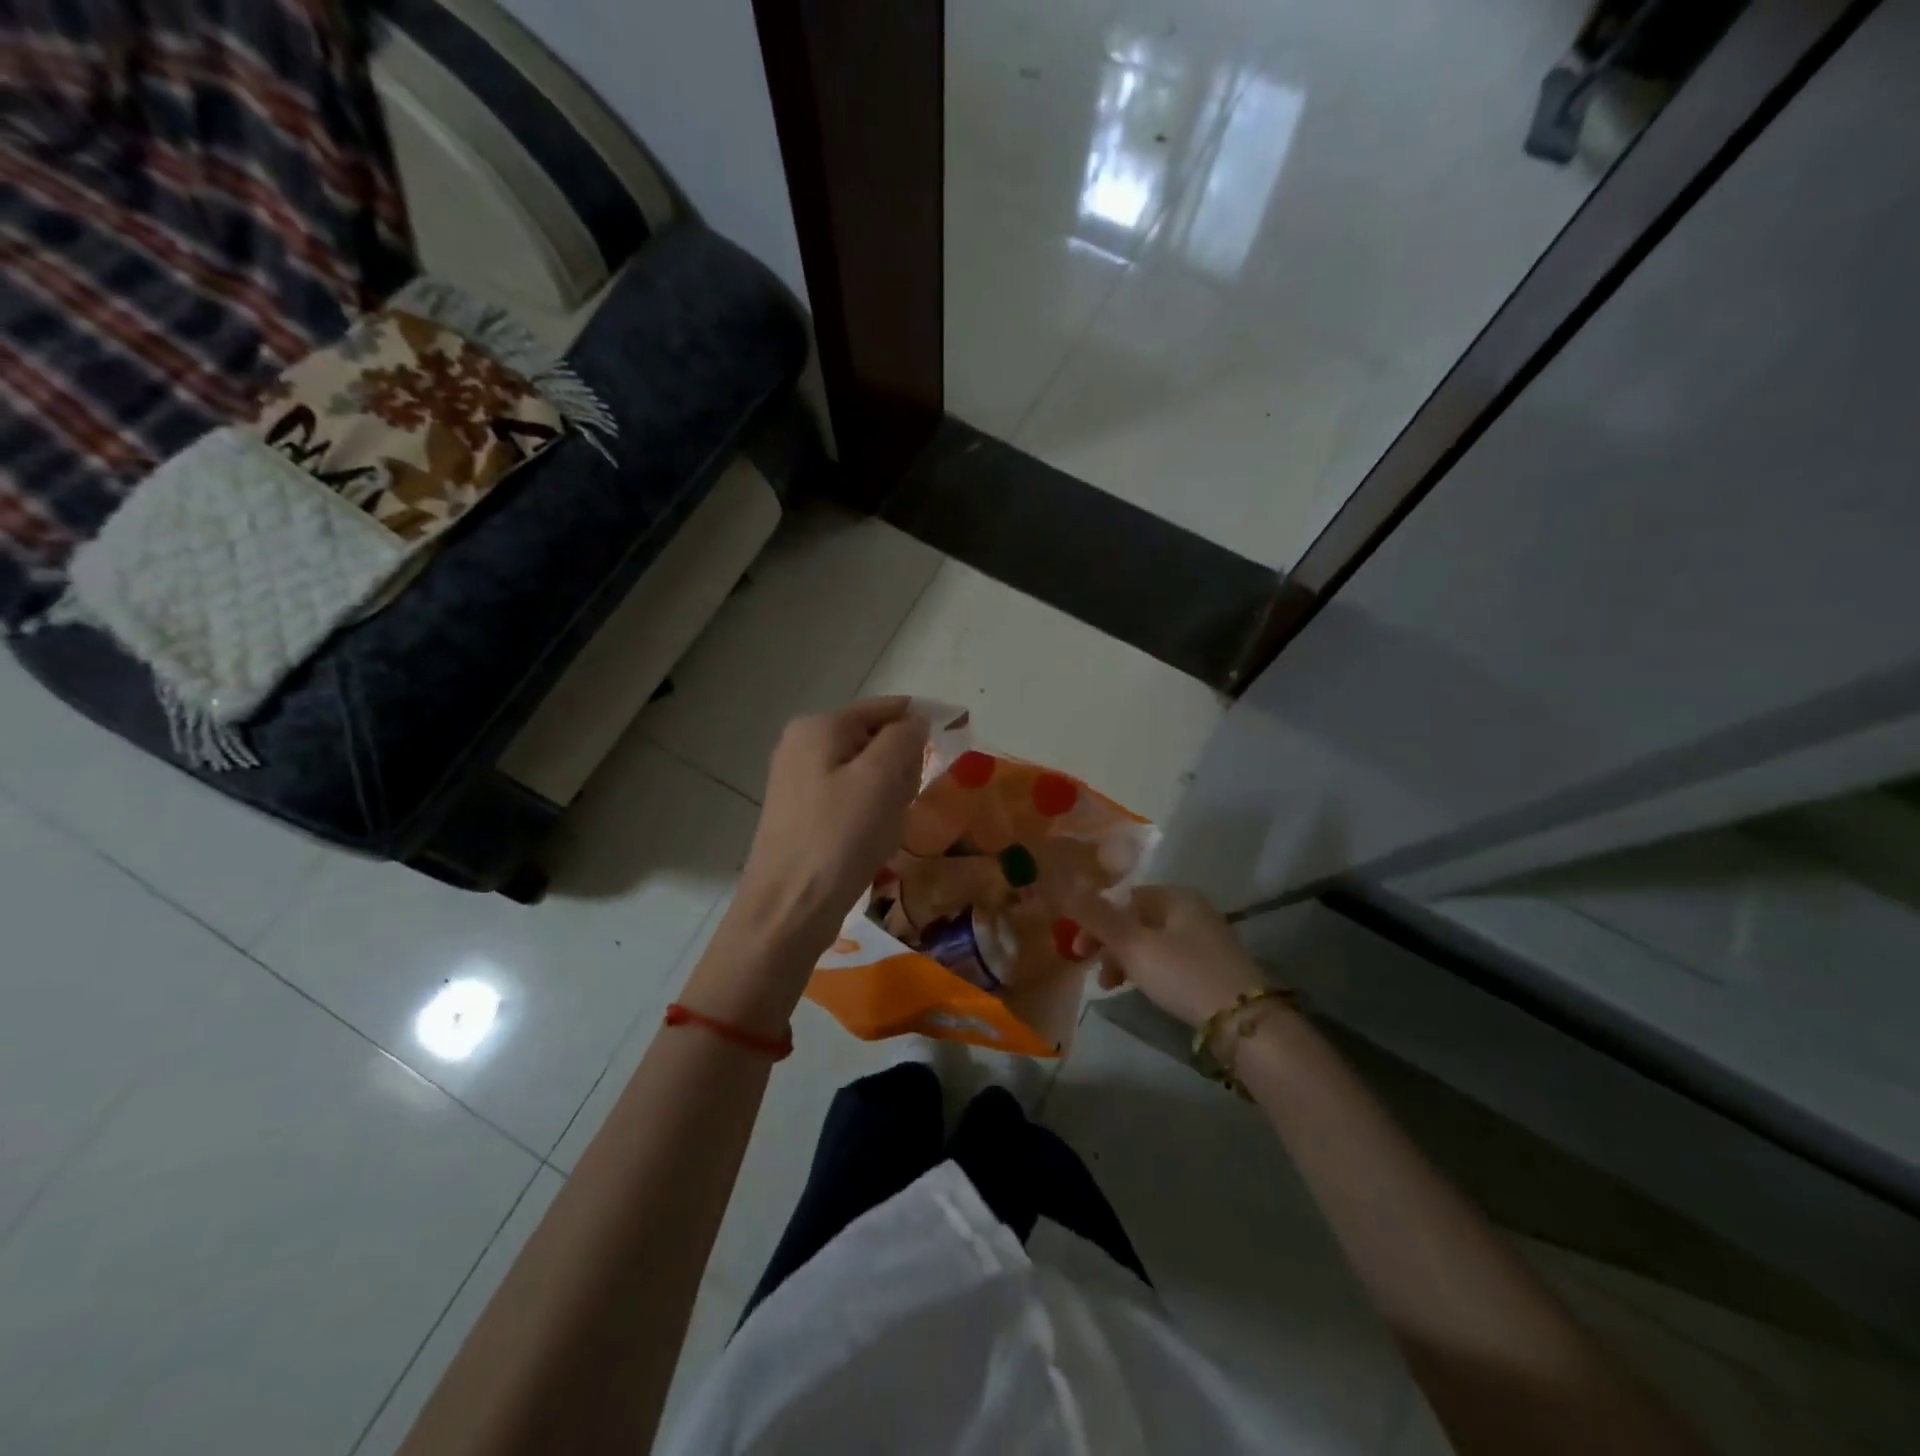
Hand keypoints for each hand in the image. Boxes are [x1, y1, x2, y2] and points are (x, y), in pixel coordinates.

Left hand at [728, 697, 929, 963]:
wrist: (789, 908)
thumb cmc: (839, 838)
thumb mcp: (879, 779)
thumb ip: (902, 738)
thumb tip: (916, 720)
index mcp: (819, 727)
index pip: (885, 708)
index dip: (922, 721)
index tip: (955, 741)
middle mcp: (803, 744)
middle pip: (876, 740)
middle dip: (901, 768)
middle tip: (902, 803)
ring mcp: (800, 780)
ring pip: (867, 773)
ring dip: (889, 796)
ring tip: (885, 828)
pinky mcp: (803, 812)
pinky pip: (852, 798)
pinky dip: (871, 814)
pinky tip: (872, 841)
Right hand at [1065, 884, 1267, 1029]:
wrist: (1245, 1022)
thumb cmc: (1184, 975)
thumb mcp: (1134, 945)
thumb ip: (1098, 916)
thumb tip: (1066, 884)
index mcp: (1174, 895)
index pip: (1122, 898)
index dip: (1095, 921)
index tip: (1079, 951)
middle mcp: (1191, 908)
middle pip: (1135, 920)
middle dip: (1109, 945)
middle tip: (1094, 973)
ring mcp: (1204, 937)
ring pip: (1150, 941)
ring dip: (1125, 960)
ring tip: (1112, 987)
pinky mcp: (1211, 965)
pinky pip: (1168, 958)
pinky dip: (1148, 970)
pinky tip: (1141, 989)